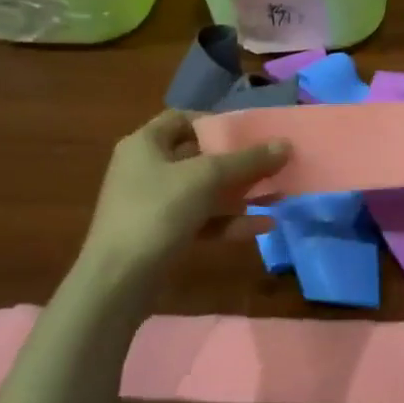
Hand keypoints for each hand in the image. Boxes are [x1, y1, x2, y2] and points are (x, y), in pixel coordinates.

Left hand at [76, 110, 288, 283]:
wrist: (117, 282)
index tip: (248, 133)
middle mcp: (146, 169)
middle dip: (238, 162)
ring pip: (204, 191)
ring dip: (240, 193)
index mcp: (145, 144)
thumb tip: (286, 144)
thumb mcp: (206, 178)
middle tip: (272, 164)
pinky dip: (229, 221)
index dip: (215, 122)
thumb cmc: (157, 212)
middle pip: (199, 156)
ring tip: (277, 196)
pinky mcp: (162, 235)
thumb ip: (248, 160)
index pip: (182, 119)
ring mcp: (153, 205)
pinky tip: (263, 226)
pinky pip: (202, 220)